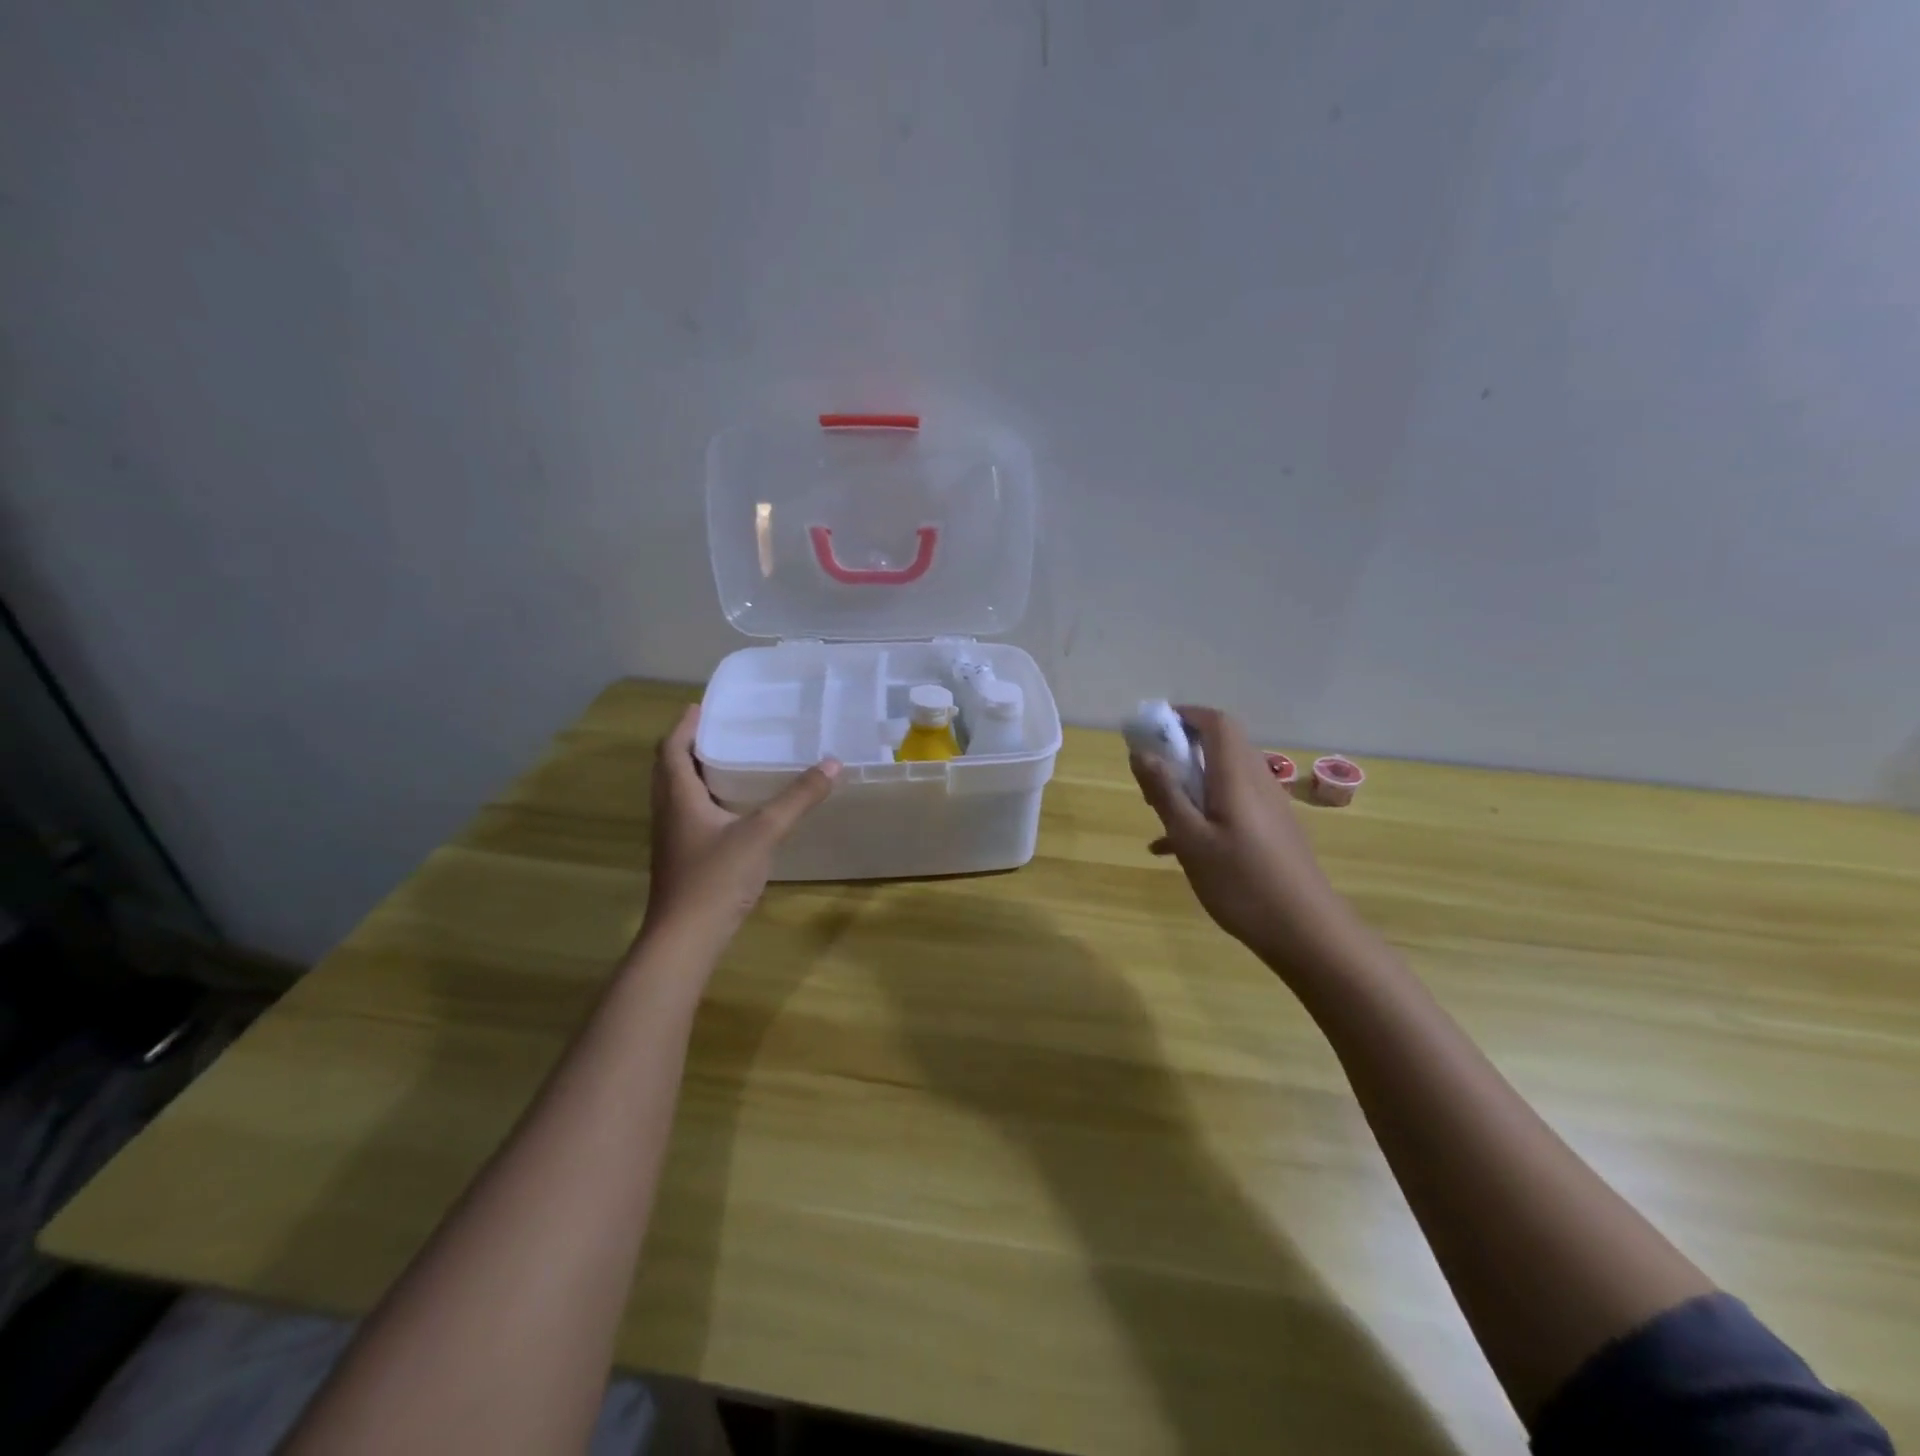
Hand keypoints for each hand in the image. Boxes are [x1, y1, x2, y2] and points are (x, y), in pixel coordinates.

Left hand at [640, 705, 839, 954]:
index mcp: (679, 797)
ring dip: (694, 773)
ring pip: (677, 794)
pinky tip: (734, 810)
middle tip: (719, 730)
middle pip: (669, 769)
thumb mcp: (763, 832)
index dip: (684, 726)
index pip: (671, 749)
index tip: (702, 706)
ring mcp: (672, 839)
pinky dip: (704, 801)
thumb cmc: (716, 878)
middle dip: (688, 746)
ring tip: (728, 762)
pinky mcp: (681, 860)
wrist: (686, 939)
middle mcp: (669, 813)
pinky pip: (688, 816)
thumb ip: (797, 798)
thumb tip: (832, 764)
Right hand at [1130, 706, 1359, 968]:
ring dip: (1189, 783)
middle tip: (1150, 778)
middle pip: (1220, 746)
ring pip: (1224, 777)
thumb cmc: (1242, 883)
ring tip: (1157, 812)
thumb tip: (1141, 752)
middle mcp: (1257, 783)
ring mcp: (1268, 808)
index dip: (1185, 715)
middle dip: (1181, 751)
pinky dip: (1203, 811)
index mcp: (1237, 777)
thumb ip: (1164, 793)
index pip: (1217, 723)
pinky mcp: (1272, 832)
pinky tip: (1174, 849)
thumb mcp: (1191, 839)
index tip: (1152, 729)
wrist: (1307, 933)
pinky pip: (1231, 805)